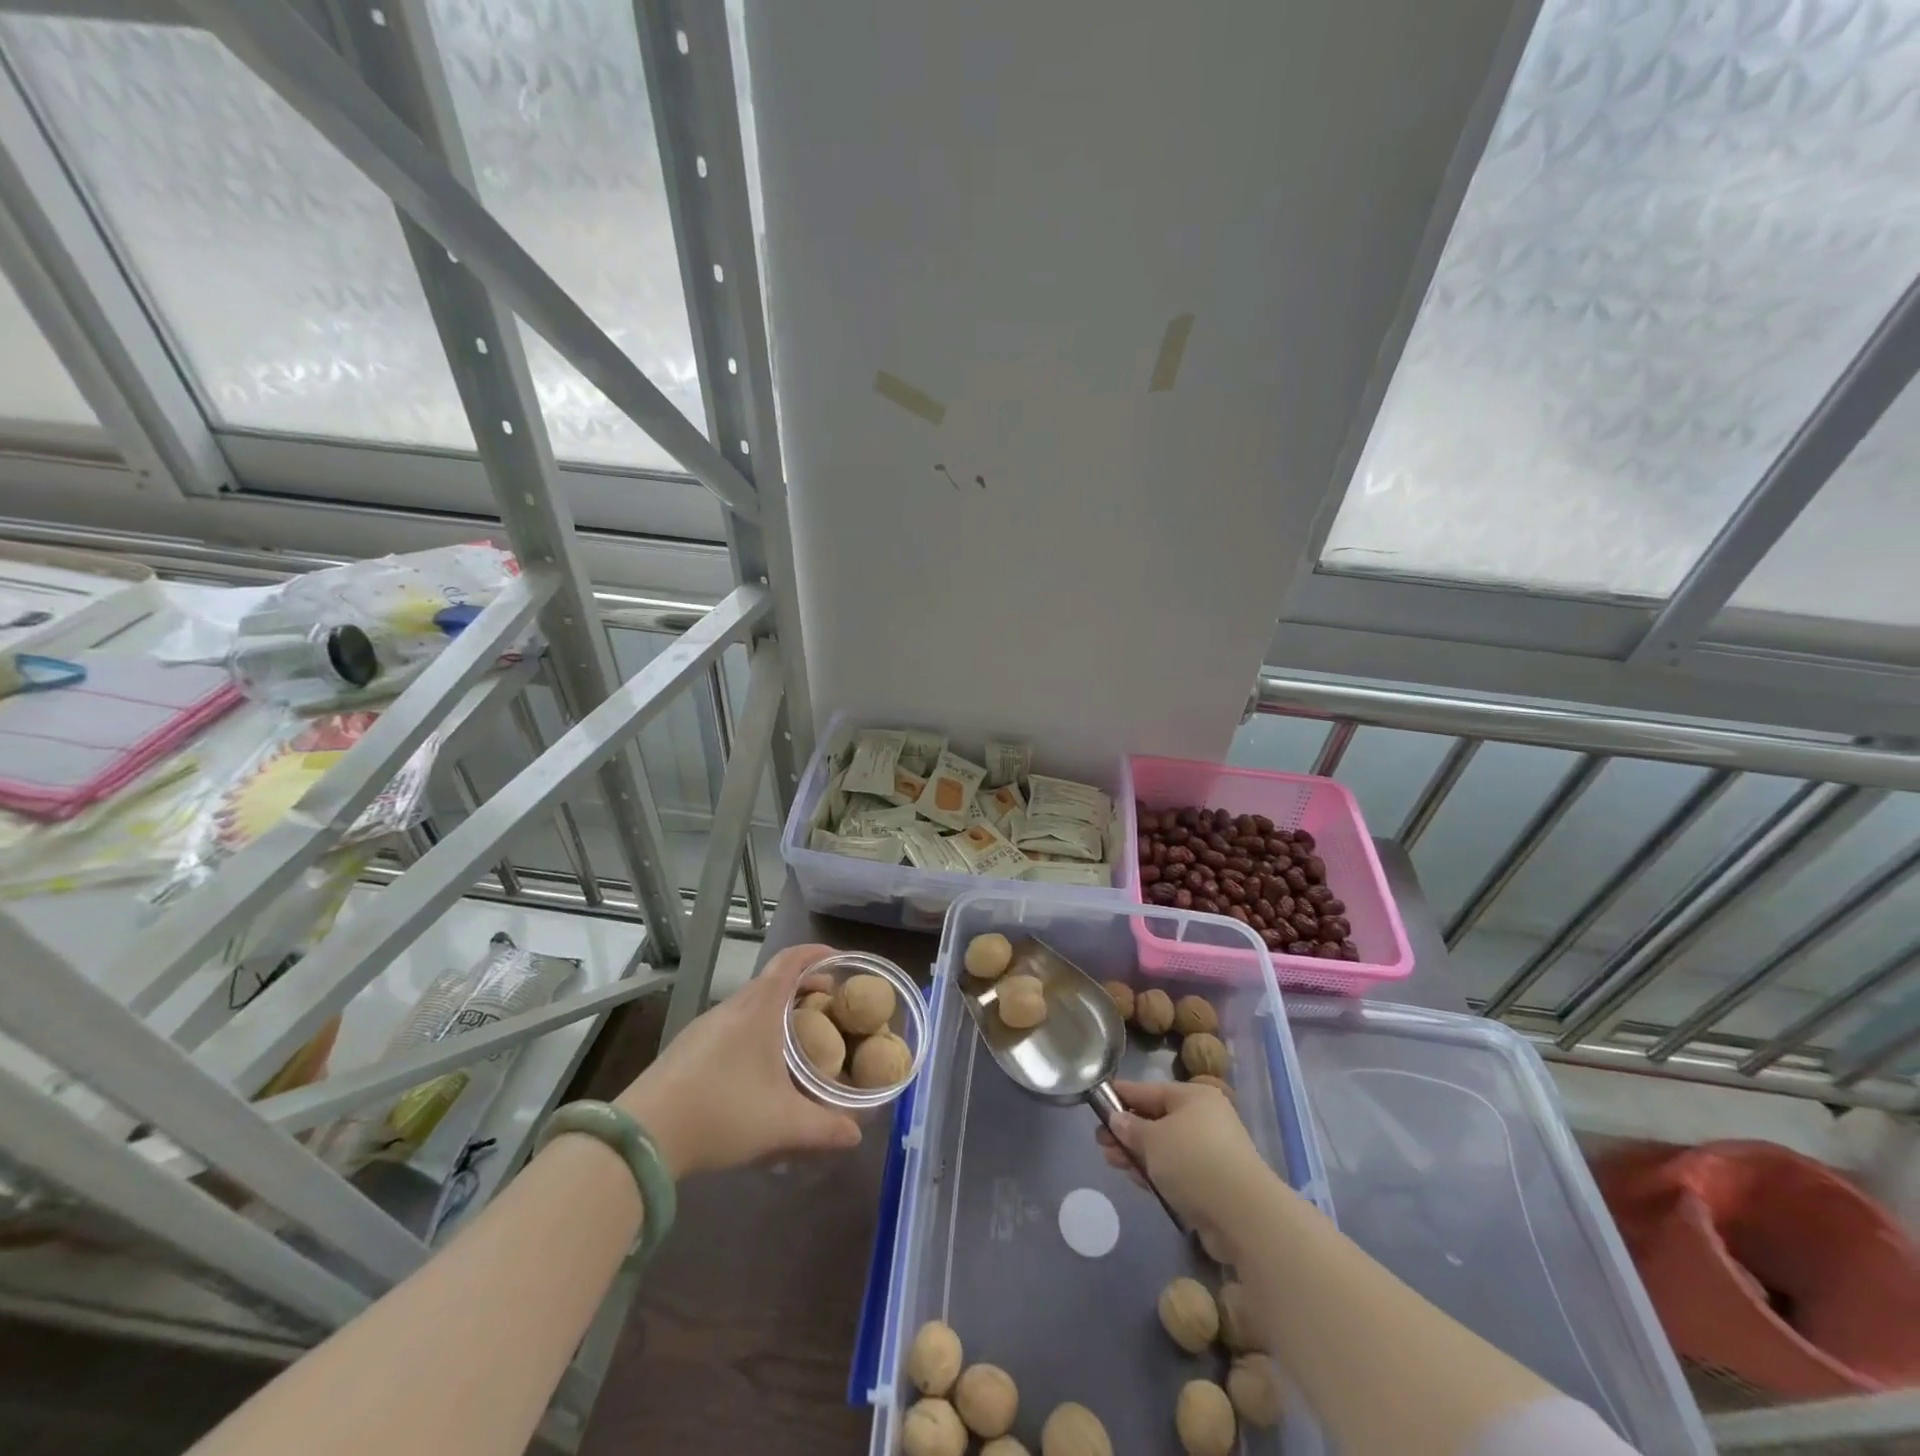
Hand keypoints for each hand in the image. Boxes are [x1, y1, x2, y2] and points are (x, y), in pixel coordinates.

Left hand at [616, 943, 861, 1178]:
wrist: (643, 1136)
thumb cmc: (722, 1113)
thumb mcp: (782, 1124)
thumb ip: (825, 1127)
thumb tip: (856, 1133)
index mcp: (759, 1008)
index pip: (790, 961)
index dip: (816, 953)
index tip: (839, 959)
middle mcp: (732, 1007)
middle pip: (772, 980)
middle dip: (803, 986)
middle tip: (827, 1006)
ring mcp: (705, 1026)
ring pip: (750, 1004)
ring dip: (777, 1009)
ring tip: (797, 1037)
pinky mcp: (686, 1047)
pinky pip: (731, 1024)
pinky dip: (754, 1027)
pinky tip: (757, 1065)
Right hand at [1096, 1080, 1268, 1241]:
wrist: (1242, 1215)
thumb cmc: (1193, 1161)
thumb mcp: (1153, 1139)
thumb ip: (1131, 1128)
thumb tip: (1118, 1119)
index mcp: (1194, 1097)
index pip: (1149, 1090)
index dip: (1121, 1095)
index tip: (1097, 1100)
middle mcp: (1205, 1119)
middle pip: (1157, 1119)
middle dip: (1127, 1131)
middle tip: (1100, 1141)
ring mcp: (1211, 1152)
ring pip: (1165, 1147)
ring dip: (1137, 1153)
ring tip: (1110, 1160)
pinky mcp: (1213, 1183)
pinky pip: (1176, 1170)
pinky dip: (1155, 1172)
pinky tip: (1135, 1178)